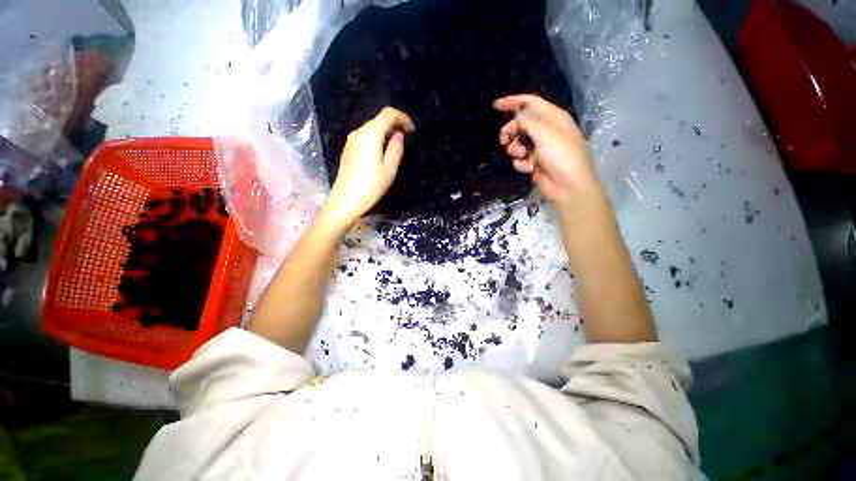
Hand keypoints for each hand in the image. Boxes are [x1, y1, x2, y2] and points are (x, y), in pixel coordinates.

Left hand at [322, 107, 415, 229]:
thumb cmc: (370, 186)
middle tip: (407, 138)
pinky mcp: (348, 150)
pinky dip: (377, 139)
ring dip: (386, 132)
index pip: (388, 114)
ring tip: (397, 146)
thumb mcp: (389, 169)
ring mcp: (351, 141)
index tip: (412, 130)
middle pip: (379, 120)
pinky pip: (365, 137)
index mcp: (370, 134)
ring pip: (372, 128)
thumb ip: (396, 149)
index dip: (402, 118)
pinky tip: (382, 152)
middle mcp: (358, 132)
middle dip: (395, 124)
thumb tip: (399, 135)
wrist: (345, 201)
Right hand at [494, 94, 598, 205]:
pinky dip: (522, 163)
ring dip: (515, 150)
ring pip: (517, 143)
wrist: (568, 186)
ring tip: (523, 156)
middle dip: (510, 132)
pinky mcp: (533, 162)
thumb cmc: (562, 156)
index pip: (530, 103)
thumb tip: (515, 122)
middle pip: (520, 124)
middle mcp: (545, 131)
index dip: (513, 102)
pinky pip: (519, 159)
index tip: (496, 106)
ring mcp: (539, 148)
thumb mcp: (546, 133)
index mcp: (553, 118)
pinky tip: (531, 168)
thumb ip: (527, 123)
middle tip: (504, 140)